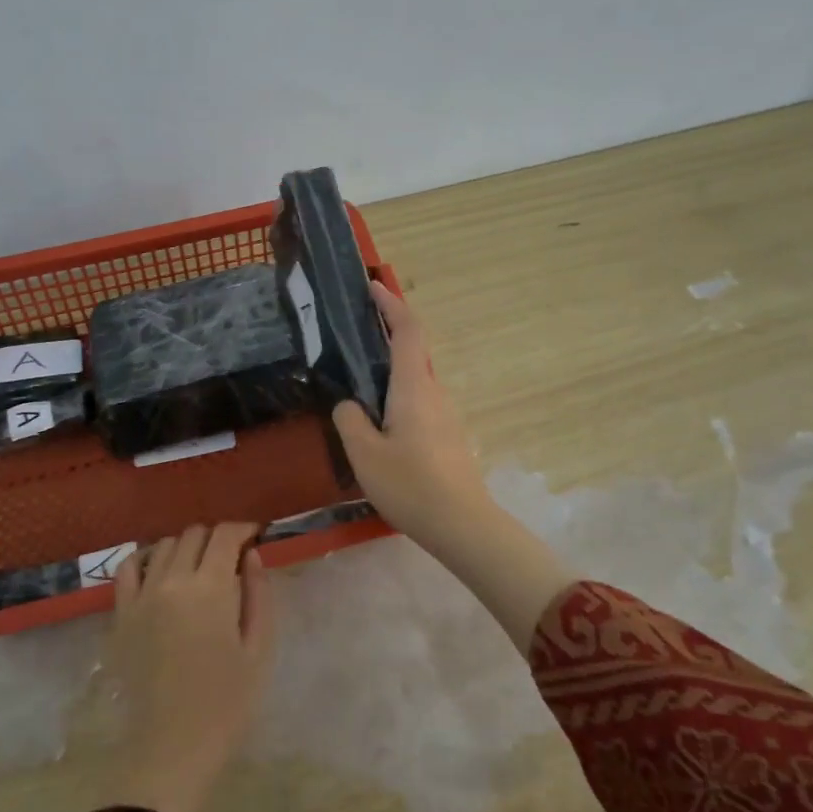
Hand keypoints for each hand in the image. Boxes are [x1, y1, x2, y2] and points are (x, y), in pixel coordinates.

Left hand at [108, 522, 273, 811]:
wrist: (173, 747)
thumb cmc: (226, 703)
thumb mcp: (259, 648)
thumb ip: (258, 594)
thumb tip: (251, 555)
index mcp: (210, 588)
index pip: (224, 535)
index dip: (243, 529)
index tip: (255, 537)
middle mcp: (172, 580)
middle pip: (194, 534)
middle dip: (216, 538)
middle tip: (231, 558)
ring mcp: (141, 596)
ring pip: (164, 546)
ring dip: (185, 547)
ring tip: (198, 568)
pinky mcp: (121, 614)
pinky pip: (127, 568)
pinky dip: (145, 559)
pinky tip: (159, 572)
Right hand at [332, 281, 493, 555]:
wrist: (463, 525)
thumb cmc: (411, 485)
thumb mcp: (365, 454)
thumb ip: (349, 420)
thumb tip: (349, 404)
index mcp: (414, 387)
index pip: (408, 331)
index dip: (391, 304)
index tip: (372, 286)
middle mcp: (434, 392)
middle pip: (413, 351)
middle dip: (387, 333)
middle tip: (353, 332)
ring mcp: (445, 415)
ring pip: (415, 380)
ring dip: (390, 369)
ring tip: (357, 380)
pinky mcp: (447, 436)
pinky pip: (419, 402)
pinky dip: (397, 394)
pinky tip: (378, 420)